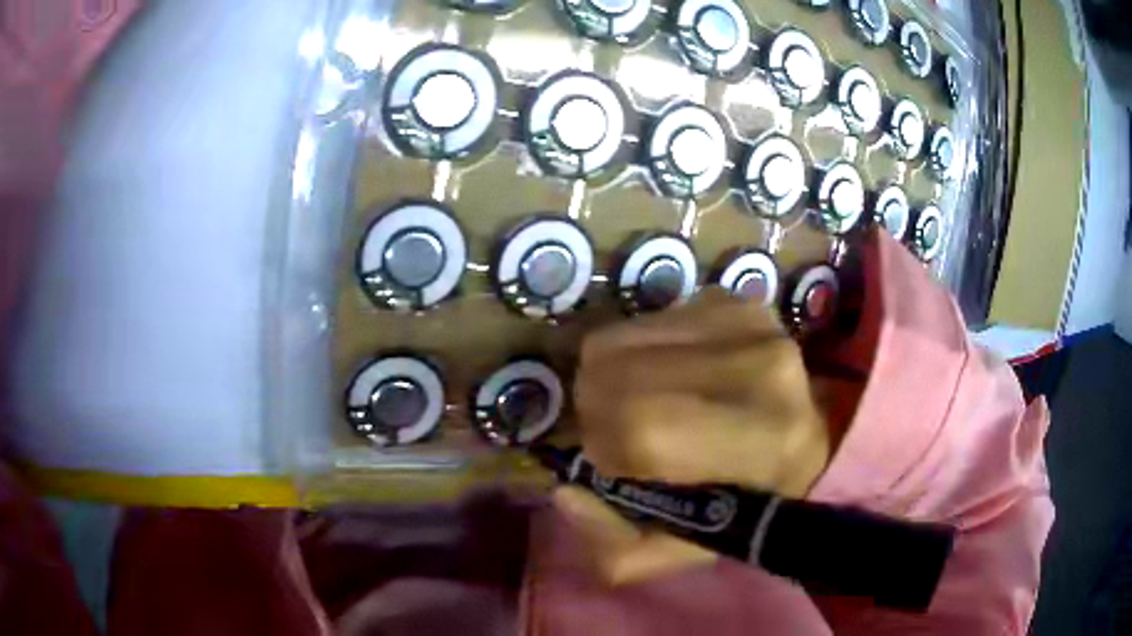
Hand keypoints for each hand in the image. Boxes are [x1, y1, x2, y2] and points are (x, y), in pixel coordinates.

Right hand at [555, 288, 832, 584]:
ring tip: (643, 402)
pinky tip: (667, 375)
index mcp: (764, 445)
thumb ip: (614, 545)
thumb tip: (565, 491)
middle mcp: (765, 371)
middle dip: (594, 408)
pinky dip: (636, 351)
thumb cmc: (746, 501)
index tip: (609, 461)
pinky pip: (644, 319)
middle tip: (615, 431)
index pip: (644, 426)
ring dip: (610, 377)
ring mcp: (751, 324)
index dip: (603, 445)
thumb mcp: (681, 552)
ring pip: (618, 339)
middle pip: (618, 370)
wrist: (808, 439)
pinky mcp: (735, 300)